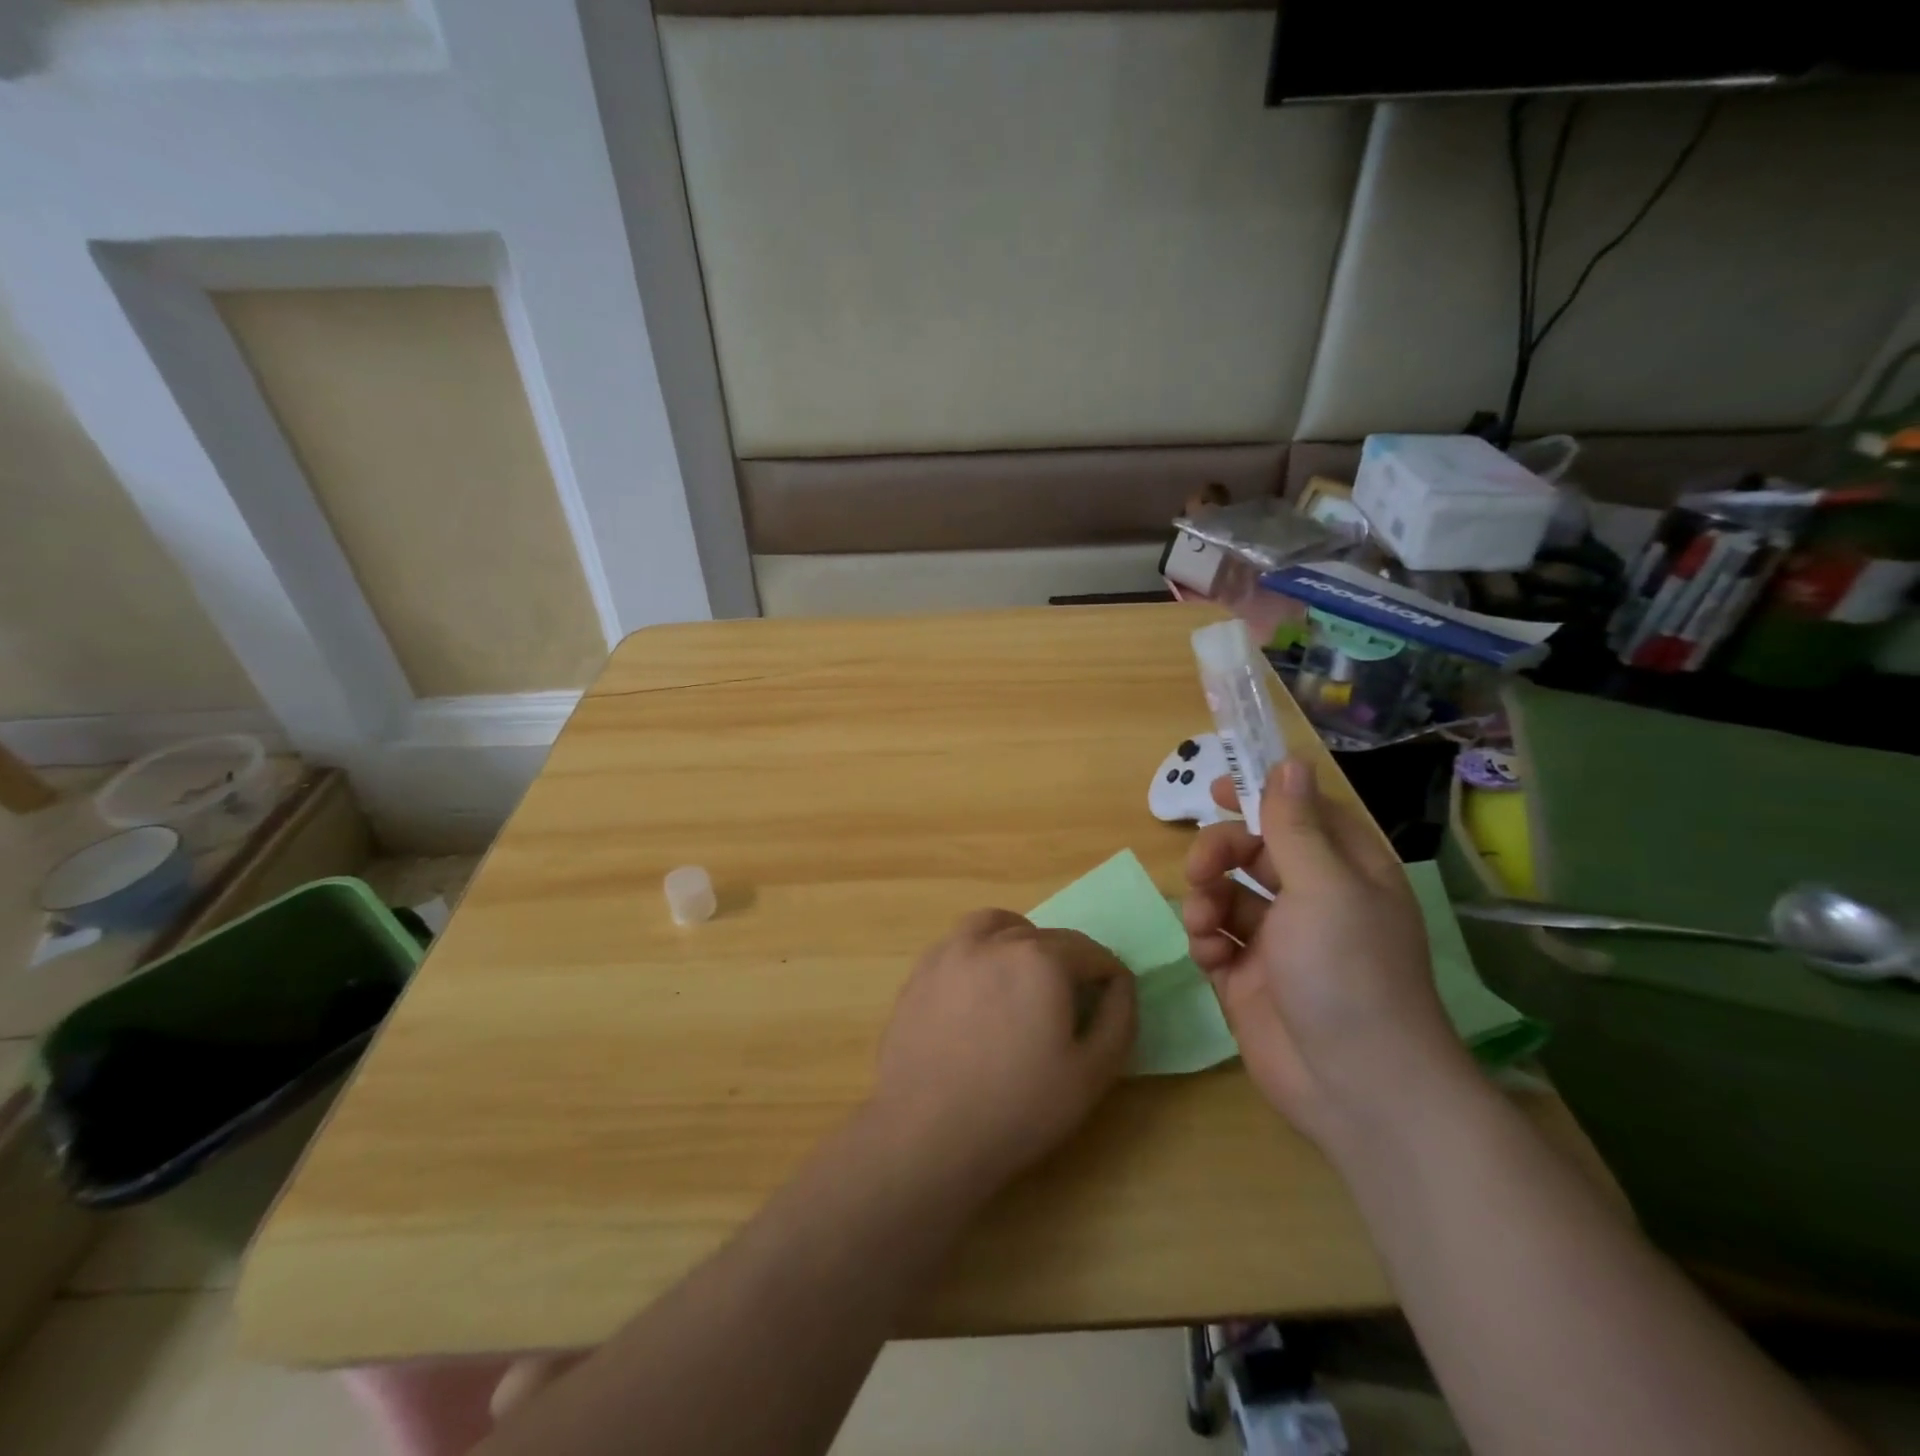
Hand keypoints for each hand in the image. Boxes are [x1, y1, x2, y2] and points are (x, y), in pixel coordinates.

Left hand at [868, 910, 1136, 1199]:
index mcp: (1041, 959)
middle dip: (1068, 962)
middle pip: (1046, 937)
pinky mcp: (922, 970)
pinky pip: (961, 943)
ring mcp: (952, 951)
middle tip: (1070, 1003)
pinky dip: (981, 950)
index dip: (1108, 974)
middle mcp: (996, 941)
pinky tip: (981, 987)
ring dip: (1021, 940)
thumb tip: (1121, 983)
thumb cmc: (1019, 1108)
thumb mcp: (1092, 1073)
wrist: (927, 1133)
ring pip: (998, 926)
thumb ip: (1119, 1018)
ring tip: (1025, 977)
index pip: (1089, 951)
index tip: (1111, 999)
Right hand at [1183, 760, 1471, 1147]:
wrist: (1355, 1085)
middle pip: (1252, 851)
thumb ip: (1295, 825)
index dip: (1261, 796)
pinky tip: (1212, 958)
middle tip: (1201, 870)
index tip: (1217, 788)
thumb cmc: (1348, 971)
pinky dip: (1206, 940)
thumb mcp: (1325, 887)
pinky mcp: (1248, 977)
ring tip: (1206, 925)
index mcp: (1345, 871)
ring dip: (1206, 900)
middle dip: (1220, 854)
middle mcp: (1312, 900)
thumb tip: (1290, 762)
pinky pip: (1215, 939)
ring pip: (1226, 894)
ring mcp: (1278, 941)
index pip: (1300, 813)